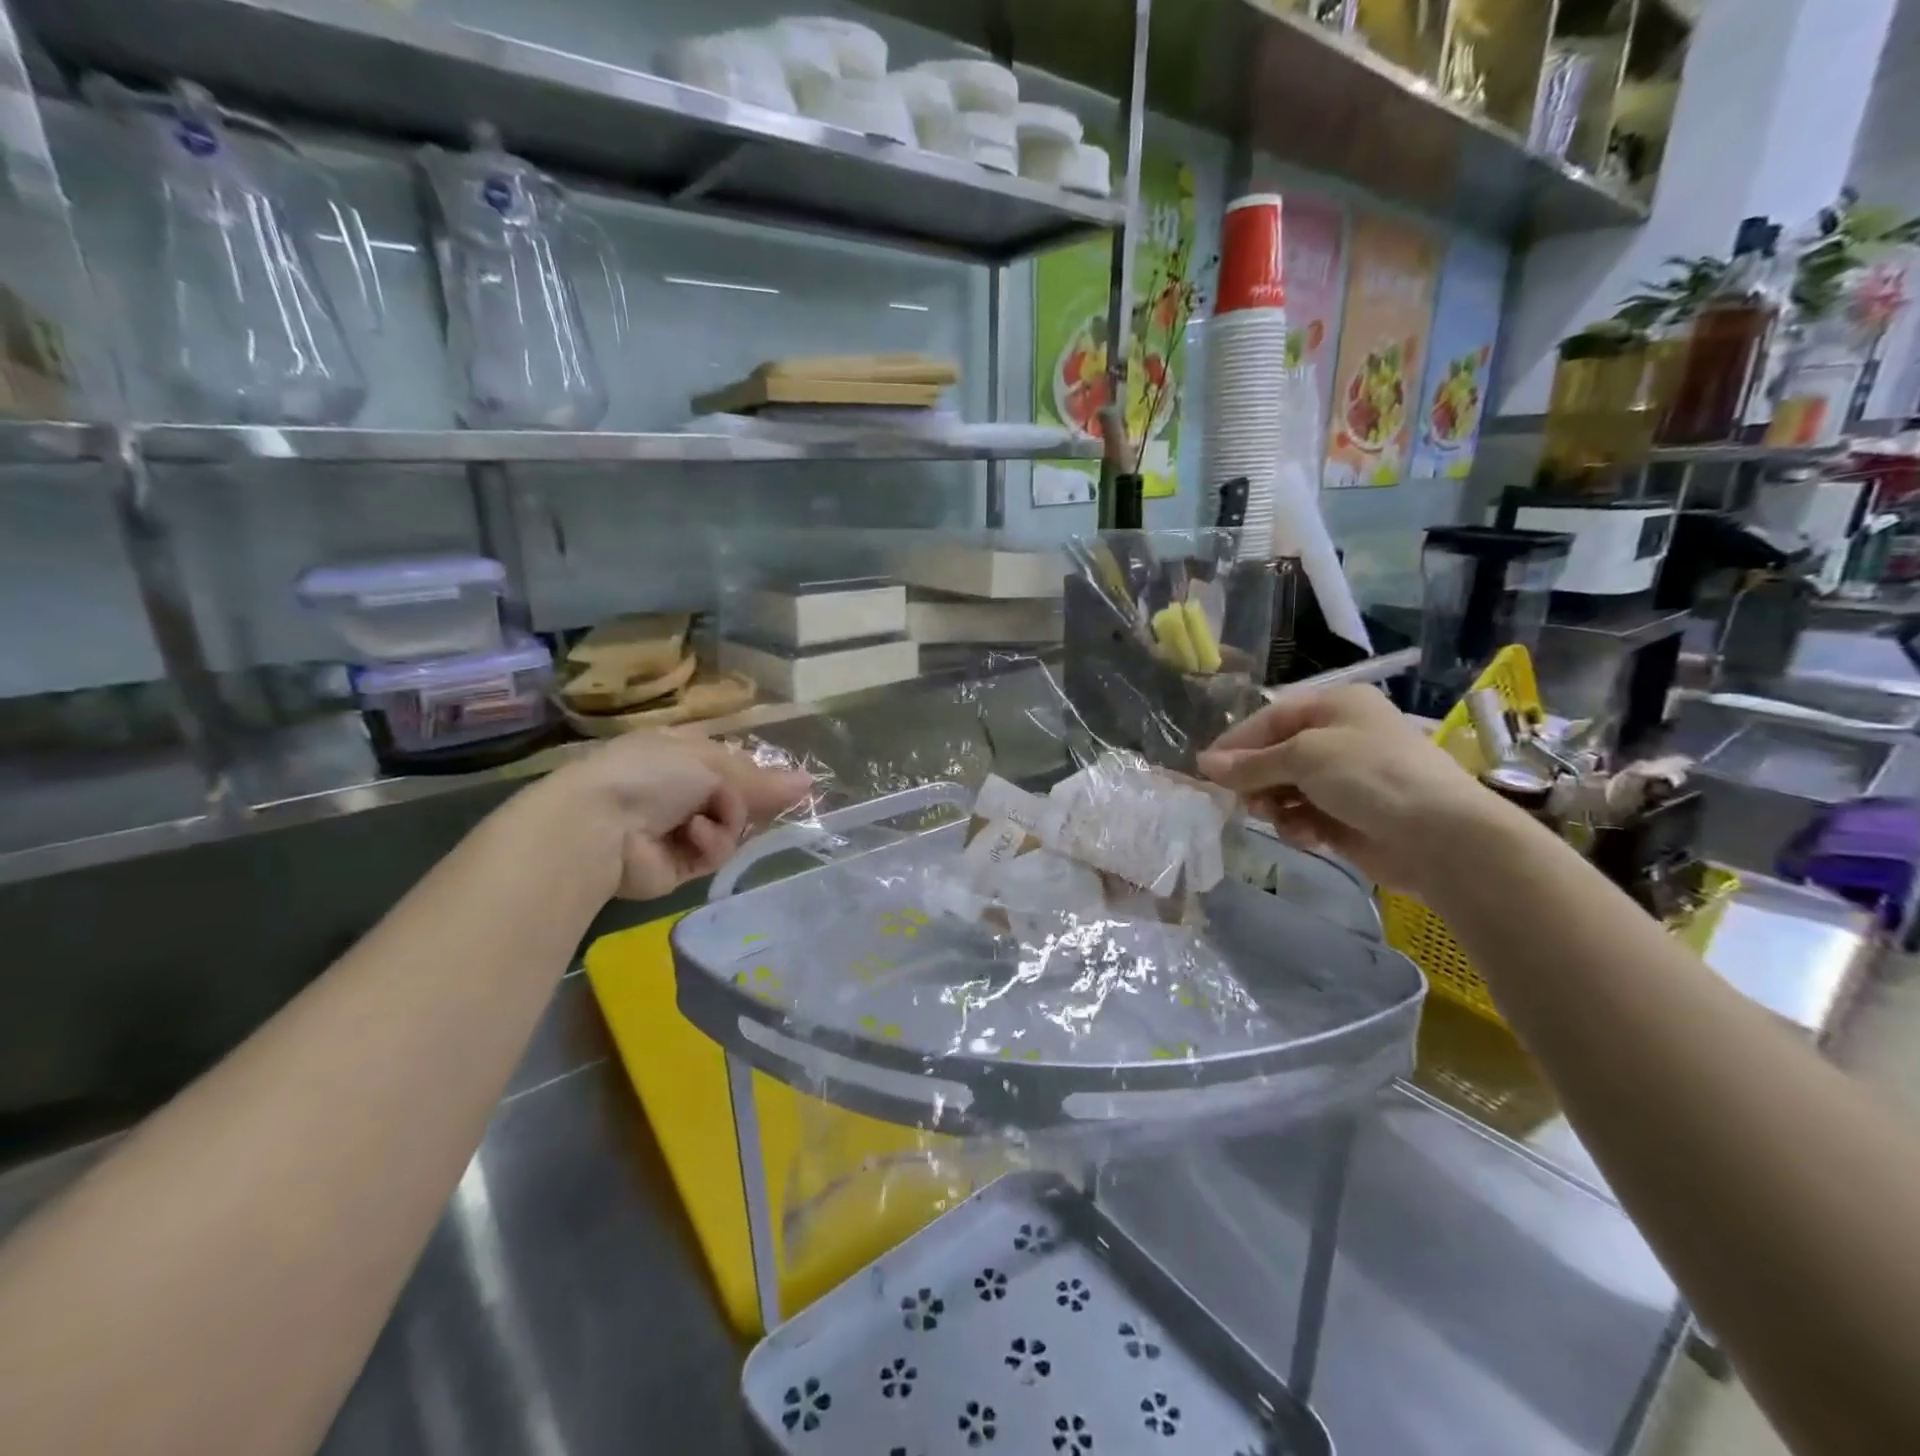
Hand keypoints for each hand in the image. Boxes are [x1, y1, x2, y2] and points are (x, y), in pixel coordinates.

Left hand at [534, 732, 812, 900]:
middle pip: (737, 798)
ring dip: (728, 820)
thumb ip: (761, 780)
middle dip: (749, 800)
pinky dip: (711, 843)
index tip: (787, 785)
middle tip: (764, 802)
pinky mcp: (679, 866)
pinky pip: (715, 853)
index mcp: (681, 755)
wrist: (598, 826)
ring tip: (707, 817)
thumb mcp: (711, 765)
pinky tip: (694, 836)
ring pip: (733, 827)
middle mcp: (680, 791)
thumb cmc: (651, 775)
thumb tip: (809, 783)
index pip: (732, 764)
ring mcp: (679, 829)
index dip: (759, 774)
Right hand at [1196, 684, 1496, 894]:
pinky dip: (1299, 826)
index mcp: (1335, 707)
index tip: (1206, 771)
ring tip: (1276, 818)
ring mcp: (1347, 779)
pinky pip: (1306, 816)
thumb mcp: (1303, 757)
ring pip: (1287, 789)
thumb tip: (1203, 764)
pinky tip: (1306, 836)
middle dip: (1257, 779)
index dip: (1236, 744)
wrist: (1441, 837)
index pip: (1270, 719)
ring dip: (1275, 805)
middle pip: (1276, 755)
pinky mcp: (1350, 817)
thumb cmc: (1370, 776)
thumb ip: (1250, 763)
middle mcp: (1340, 738)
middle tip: (1244, 800)